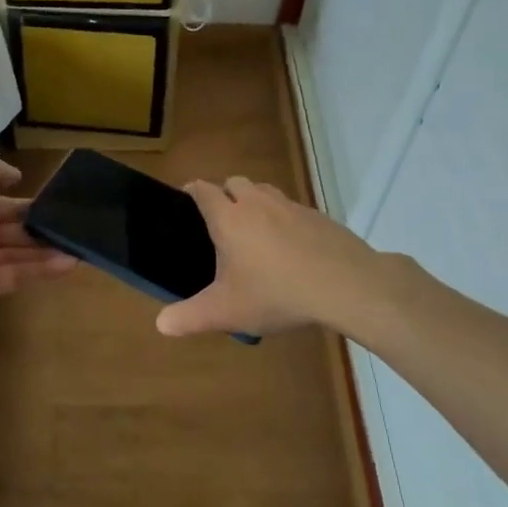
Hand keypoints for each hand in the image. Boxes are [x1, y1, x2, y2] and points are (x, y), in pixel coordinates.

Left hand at [0, 160, 76, 330]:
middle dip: (32, 226)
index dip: (16, 200)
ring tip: (74, 247)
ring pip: (11, 252)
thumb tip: (14, 175)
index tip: (46, 201)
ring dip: (42, 249)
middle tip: (64, 225)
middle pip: (2, 227)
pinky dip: (39, 270)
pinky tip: (67, 264)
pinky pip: (13, 275)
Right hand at [156, 176, 396, 339]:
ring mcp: (291, 206)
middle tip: (221, 223)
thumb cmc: (276, 293)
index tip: (186, 199)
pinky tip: (291, 248)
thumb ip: (190, 317)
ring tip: (255, 234)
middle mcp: (257, 203)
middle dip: (224, 194)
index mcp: (229, 218)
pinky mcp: (318, 216)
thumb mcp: (227, 312)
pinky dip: (284, 220)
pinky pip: (292, 209)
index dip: (192, 191)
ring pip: (265, 191)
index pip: (203, 190)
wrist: (345, 285)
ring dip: (255, 203)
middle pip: (234, 182)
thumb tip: (161, 324)